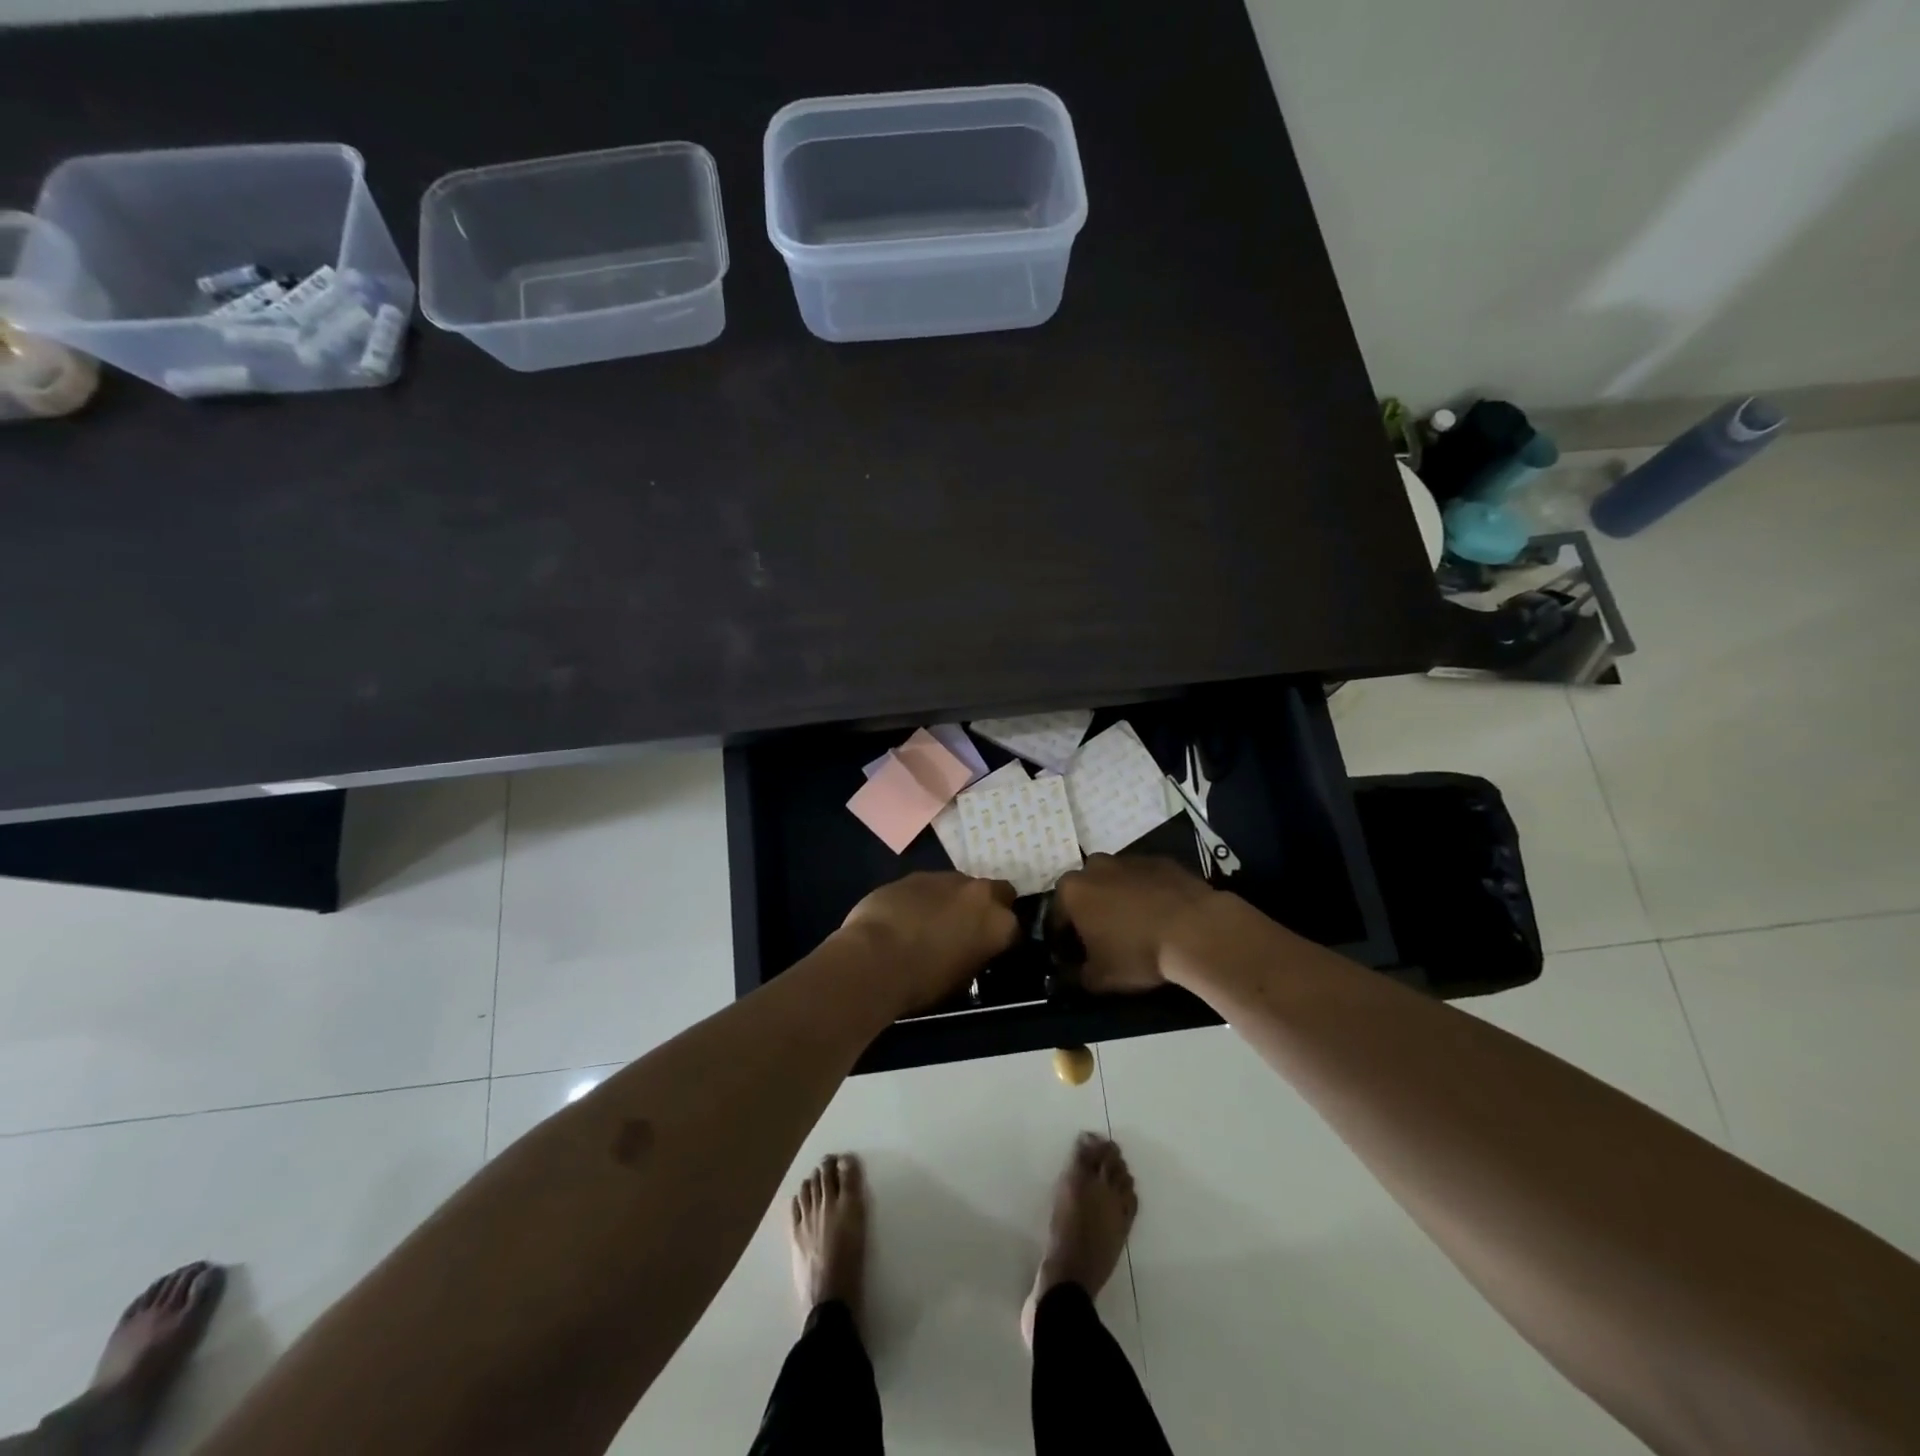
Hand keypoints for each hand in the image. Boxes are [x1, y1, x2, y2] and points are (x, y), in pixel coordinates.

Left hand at [838, 872, 1018, 1013]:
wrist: (874, 958)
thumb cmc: (922, 981)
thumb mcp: (962, 979)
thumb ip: (976, 955)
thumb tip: (971, 949)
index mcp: (998, 924)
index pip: (1015, 927)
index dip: (1003, 937)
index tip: (991, 948)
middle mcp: (979, 893)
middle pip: (996, 892)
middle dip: (986, 906)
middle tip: (968, 928)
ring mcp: (945, 878)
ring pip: (960, 885)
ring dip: (953, 900)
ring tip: (931, 922)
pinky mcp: (915, 874)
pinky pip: (929, 885)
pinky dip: (925, 897)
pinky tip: (906, 916)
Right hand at [1054, 853, 1217, 992]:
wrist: (1195, 930)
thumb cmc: (1137, 952)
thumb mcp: (1099, 978)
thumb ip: (1076, 976)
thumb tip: (1070, 975)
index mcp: (1071, 891)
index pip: (1055, 917)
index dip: (1063, 941)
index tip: (1074, 958)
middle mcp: (1094, 866)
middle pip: (1085, 893)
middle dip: (1090, 914)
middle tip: (1104, 941)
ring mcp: (1129, 859)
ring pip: (1114, 882)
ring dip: (1118, 900)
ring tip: (1136, 928)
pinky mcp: (1160, 860)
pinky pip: (1144, 879)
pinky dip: (1146, 894)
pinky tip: (1160, 916)